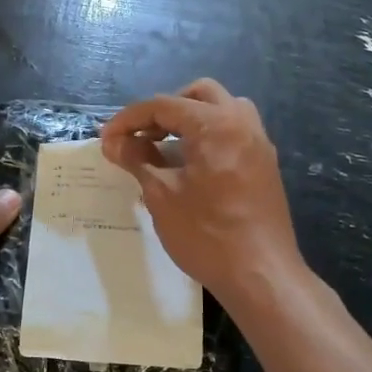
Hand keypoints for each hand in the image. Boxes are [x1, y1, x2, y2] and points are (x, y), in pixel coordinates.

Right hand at [100, 79, 302, 305]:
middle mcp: (241, 123)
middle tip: (141, 137)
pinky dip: (209, 135)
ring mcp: (258, 143)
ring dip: (191, 119)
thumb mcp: (162, 196)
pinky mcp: (265, 164)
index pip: (164, 106)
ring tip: (166, 147)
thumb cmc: (207, 234)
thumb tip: (113, 142)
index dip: (130, 120)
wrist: (261, 276)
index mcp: (215, 125)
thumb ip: (137, 161)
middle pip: (198, 95)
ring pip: (222, 109)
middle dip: (165, 110)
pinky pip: (234, 132)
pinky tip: (190, 165)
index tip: (106, 138)